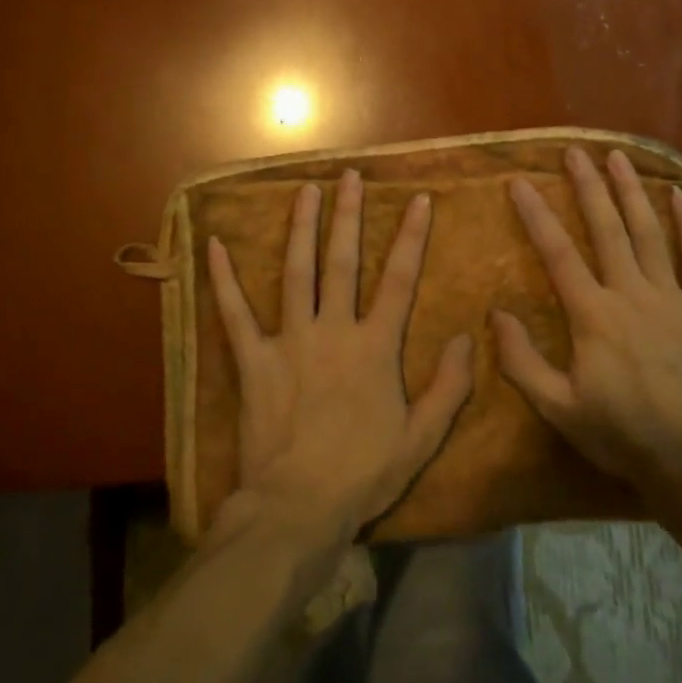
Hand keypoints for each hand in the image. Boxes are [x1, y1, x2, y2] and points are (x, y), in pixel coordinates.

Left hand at [206, 170, 473, 541]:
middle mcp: (334, 329)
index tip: (418, 199)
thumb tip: (467, 338)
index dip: (411, 236)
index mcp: (375, 346)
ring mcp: (291, 340)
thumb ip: (448, 386)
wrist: (298, 507)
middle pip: (343, 261)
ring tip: (305, 189)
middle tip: (349, 175)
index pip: (399, 279)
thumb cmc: (363, 473)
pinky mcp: (254, 360)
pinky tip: (213, 244)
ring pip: (297, 271)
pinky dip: (224, 279)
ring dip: (301, 227)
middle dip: (348, 214)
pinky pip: (235, 313)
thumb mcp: (421, 437)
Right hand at [493, 147, 681, 502]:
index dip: (537, 216)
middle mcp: (632, 295)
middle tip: (574, 152)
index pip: (558, 254)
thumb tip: (496, 315)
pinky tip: (679, 197)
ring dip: (632, 192)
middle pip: (606, 229)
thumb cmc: (620, 433)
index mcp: (594, 316)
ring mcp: (673, 299)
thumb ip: (523, 361)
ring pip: (649, 234)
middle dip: (587, 187)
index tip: (520, 183)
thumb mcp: (558, 407)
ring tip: (618, 157)